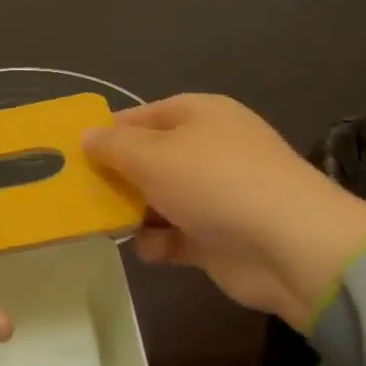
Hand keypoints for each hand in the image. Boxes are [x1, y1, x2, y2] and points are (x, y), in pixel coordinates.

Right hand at [83, 94, 365, 329]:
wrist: (292, 248)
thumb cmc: (216, 184)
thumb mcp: (154, 156)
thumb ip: (113, 146)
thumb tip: (86, 135)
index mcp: (200, 115)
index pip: (142, 116)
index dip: (107, 133)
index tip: (73, 154)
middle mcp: (208, 150)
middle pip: (149, 159)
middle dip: (116, 177)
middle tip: (78, 194)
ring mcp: (216, 195)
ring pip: (160, 199)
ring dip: (134, 213)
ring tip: (102, 225)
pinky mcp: (219, 237)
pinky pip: (177, 235)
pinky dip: (159, 243)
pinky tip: (145, 250)